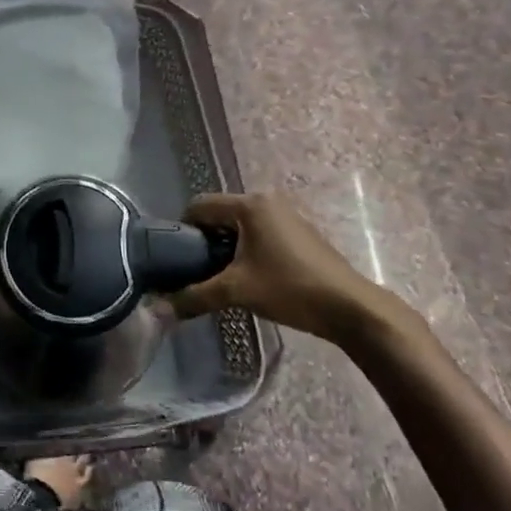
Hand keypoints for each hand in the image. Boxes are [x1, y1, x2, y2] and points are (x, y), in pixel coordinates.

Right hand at [171, 192, 387, 343]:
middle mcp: (266, 201)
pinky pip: (260, 232)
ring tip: (222, 277)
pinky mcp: (299, 233)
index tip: (177, 257)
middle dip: (205, 240)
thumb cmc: (290, 288)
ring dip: (227, 247)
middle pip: (220, 214)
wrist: (351, 309)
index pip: (200, 205)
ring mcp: (286, 216)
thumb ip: (196, 296)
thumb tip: (159, 309)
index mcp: (249, 205)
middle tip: (197, 270)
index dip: (183, 229)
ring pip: (241, 225)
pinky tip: (251, 277)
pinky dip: (248, 249)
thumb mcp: (237, 292)